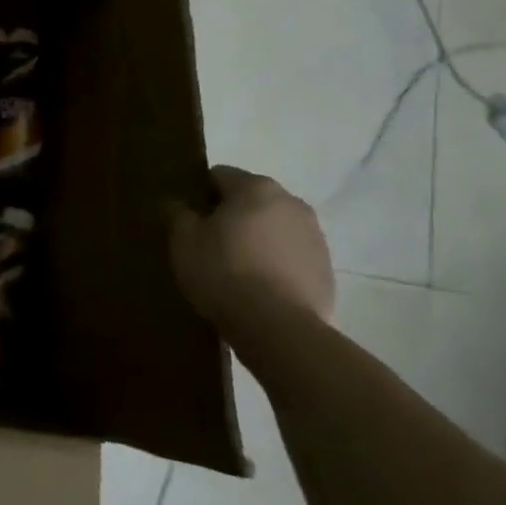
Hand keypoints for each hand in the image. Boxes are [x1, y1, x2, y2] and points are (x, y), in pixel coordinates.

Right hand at [171, 166, 334, 348]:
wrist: (279, 328)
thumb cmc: (224, 272)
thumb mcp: (184, 240)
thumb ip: (178, 214)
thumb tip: (180, 205)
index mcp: (255, 187)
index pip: (219, 176)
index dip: (200, 195)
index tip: (189, 221)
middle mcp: (291, 202)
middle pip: (251, 200)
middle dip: (232, 216)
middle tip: (210, 246)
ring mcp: (315, 236)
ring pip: (274, 228)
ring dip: (257, 240)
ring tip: (237, 272)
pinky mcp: (326, 270)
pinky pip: (292, 257)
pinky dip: (276, 265)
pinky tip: (260, 290)